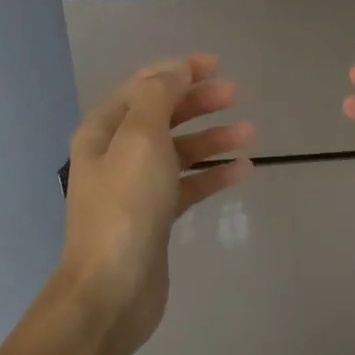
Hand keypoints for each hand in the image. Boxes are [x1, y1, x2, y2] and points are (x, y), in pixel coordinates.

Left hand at [56, 55, 254, 354]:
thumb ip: (157, 97)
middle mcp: (116, 154)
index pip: (143, 87)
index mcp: (104, 130)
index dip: (178, 71)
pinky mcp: (156, 217)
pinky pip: (188, 185)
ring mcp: (136, 188)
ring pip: (179, 151)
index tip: (216, 65)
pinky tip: (243, 171)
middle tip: (235, 94)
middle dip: (198, 102)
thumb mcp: (140, 139)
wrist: (112, 290)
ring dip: (212, 138)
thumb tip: (175, 70)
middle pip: (162, 116)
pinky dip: (213, 175)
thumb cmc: (126, 206)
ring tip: (250, 133)